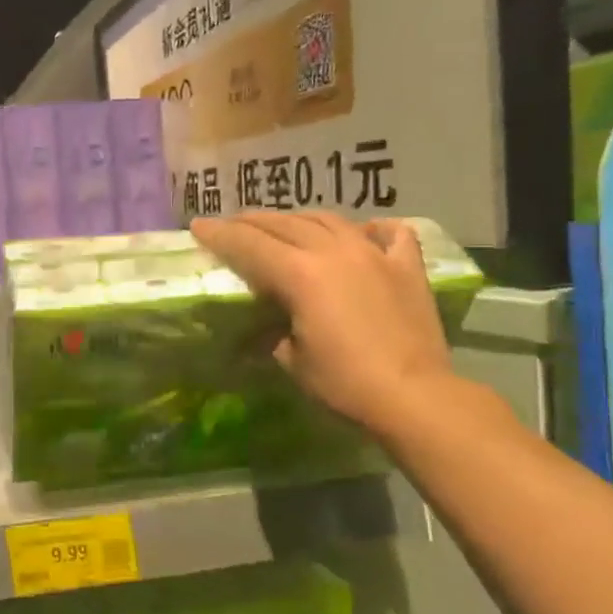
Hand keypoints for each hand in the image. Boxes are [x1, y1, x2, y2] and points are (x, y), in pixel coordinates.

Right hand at [190, 211, 455, 439]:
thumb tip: (275, 326)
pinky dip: (371, 228)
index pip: (248, 244)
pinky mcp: (406, 267)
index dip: (219, 234)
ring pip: (328, 220)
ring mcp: (373, 254)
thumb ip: (277, 329)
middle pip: (284, 223)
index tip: (198, 226)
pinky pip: (389, 233)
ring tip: (284, 223)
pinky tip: (364, 230)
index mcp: (299, 273)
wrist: (414, 395)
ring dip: (299, 218)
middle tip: (232, 224)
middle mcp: (333, 251)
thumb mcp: (291, 359)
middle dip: (252, 221)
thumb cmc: (344, 382)